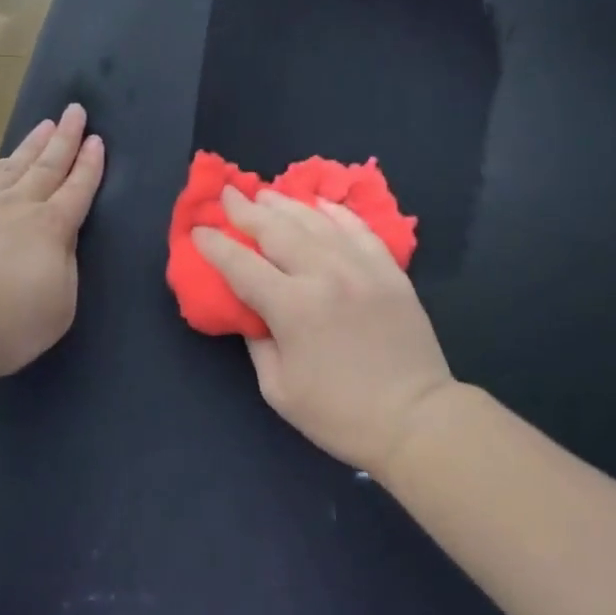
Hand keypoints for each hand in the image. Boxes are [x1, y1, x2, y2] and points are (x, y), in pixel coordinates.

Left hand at [0, 103, 104, 383]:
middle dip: (65, 137)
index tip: (97, 139)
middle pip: (46, 165)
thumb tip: (59, 241)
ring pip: (11, 165)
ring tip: (44, 125)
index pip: (77, 189)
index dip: (89, 164)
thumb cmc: (4, 325)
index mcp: (50, 228)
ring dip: (31, 145)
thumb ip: (64, 267)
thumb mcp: (58, 306)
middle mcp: (16, 206)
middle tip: (75, 111)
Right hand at [194, 188, 454, 475]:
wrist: (417, 421)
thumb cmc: (341, 414)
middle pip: (276, 230)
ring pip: (314, 221)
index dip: (215, 245)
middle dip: (246, 210)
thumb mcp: (279, 389)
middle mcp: (324, 275)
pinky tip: (319, 204)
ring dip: (285, 204)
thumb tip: (249, 309)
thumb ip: (257, 341)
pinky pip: (357, 228)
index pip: (241, 264)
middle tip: (228, 194)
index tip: (199, 230)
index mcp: (292, 307)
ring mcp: (360, 267)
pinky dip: (335, 213)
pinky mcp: (389, 270)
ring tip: (265, 193)